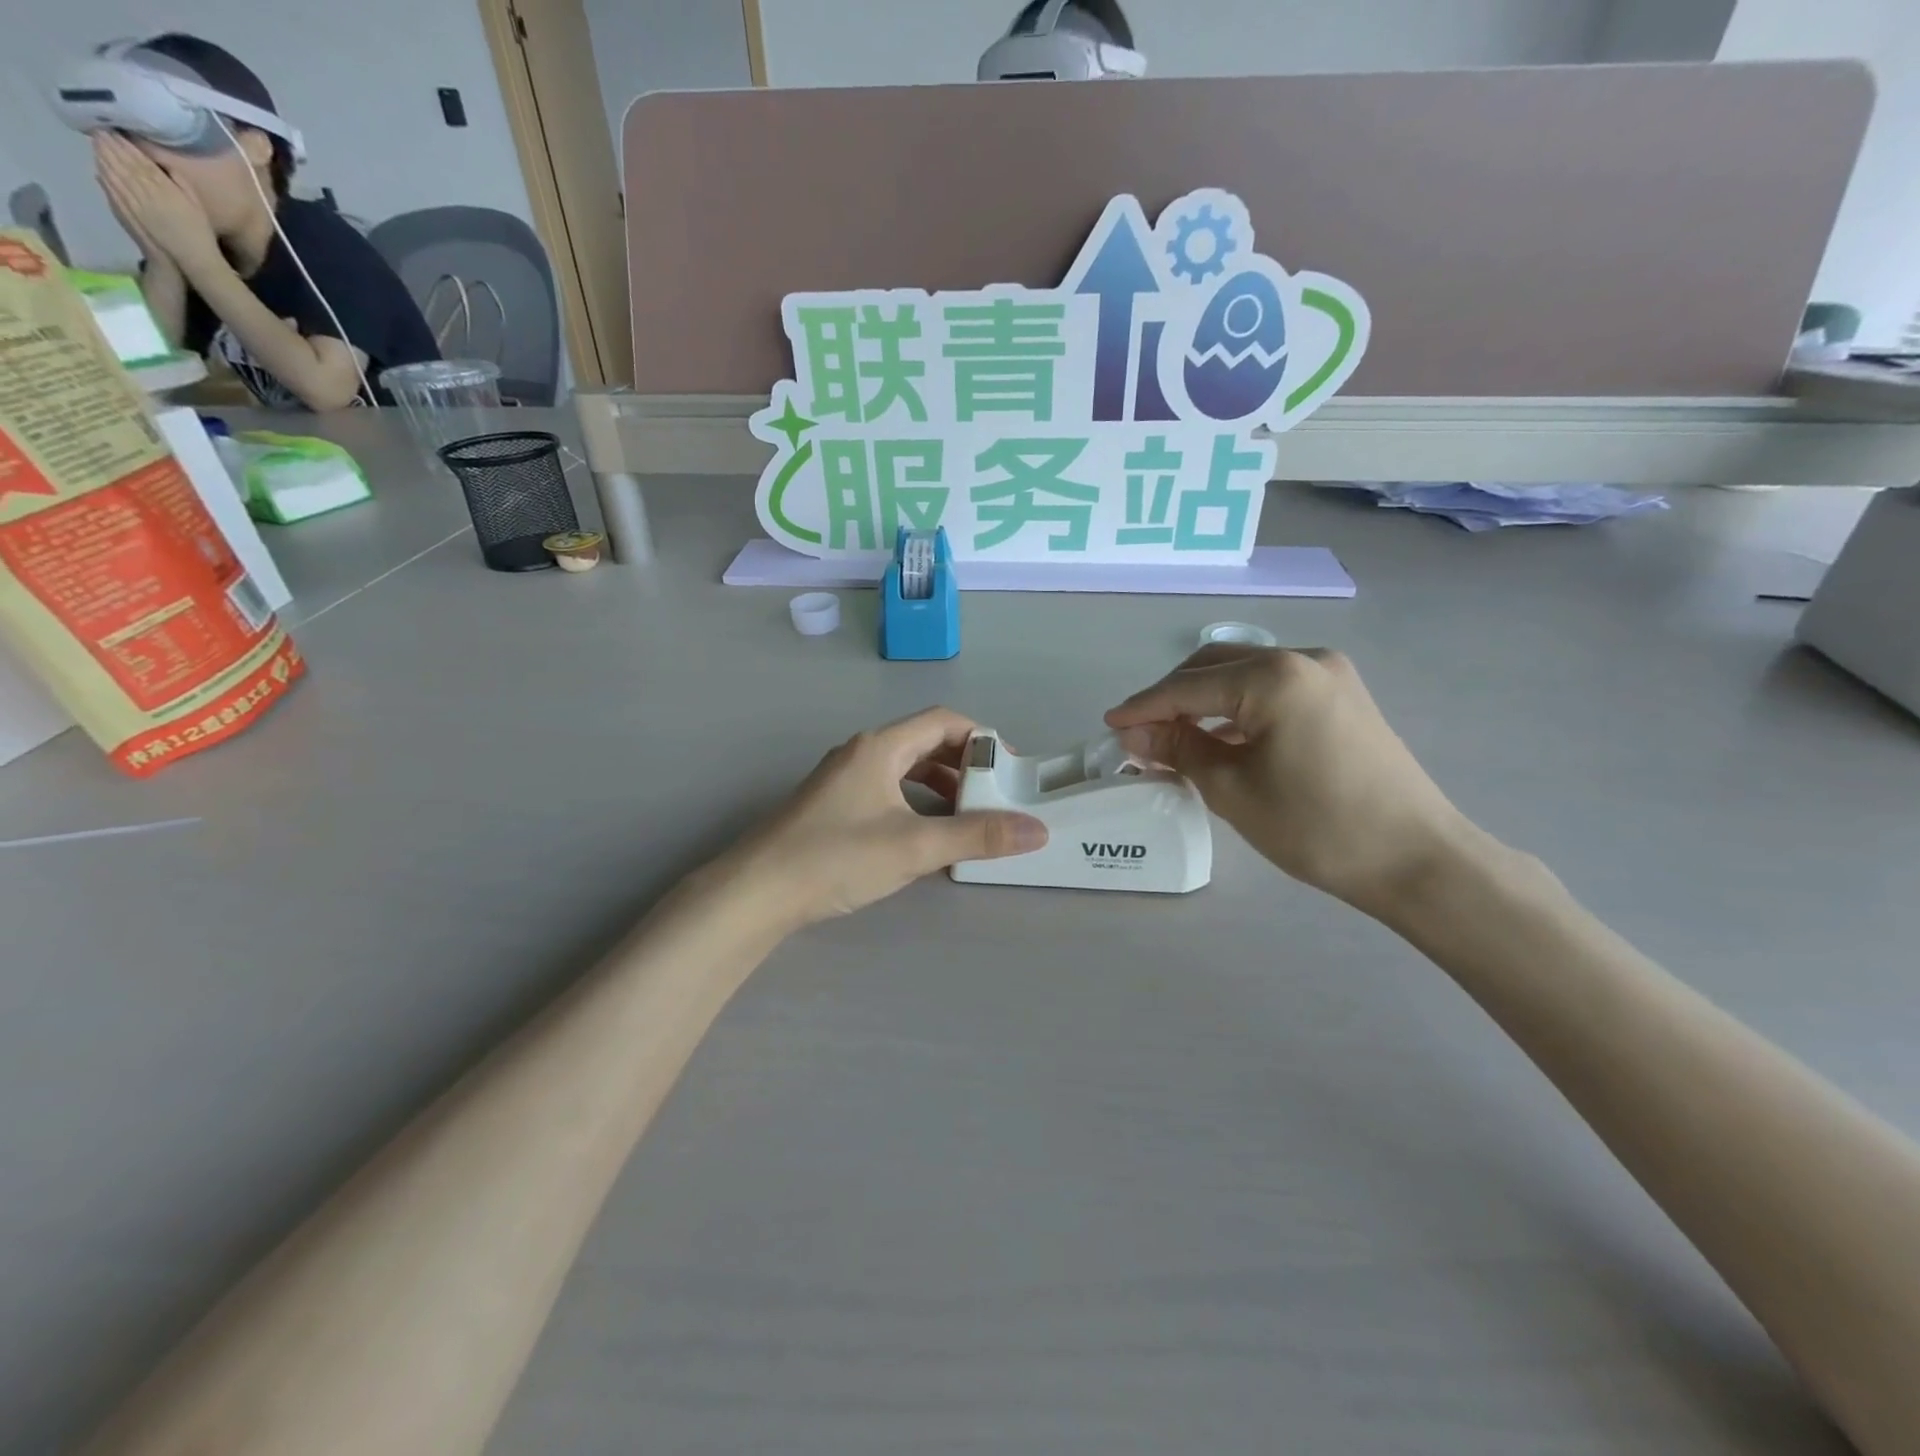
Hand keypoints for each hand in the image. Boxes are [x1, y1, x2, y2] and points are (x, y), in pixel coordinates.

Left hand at [93, 133, 218, 269]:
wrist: (193, 257)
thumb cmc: (201, 233)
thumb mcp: (198, 206)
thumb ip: (182, 184)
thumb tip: (163, 164)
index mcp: (166, 189)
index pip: (142, 161)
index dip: (127, 145)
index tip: (115, 130)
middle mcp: (149, 192)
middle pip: (126, 164)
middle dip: (111, 146)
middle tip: (99, 129)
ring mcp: (137, 201)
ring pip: (116, 173)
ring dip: (104, 156)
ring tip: (95, 142)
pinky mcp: (130, 210)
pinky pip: (114, 189)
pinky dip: (105, 175)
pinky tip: (98, 166)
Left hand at [719, 708, 1047, 928]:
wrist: (756, 891)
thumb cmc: (837, 857)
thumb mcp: (915, 846)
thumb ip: (977, 836)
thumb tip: (1037, 830)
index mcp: (881, 747)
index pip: (943, 721)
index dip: (982, 739)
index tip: (1009, 770)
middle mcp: (862, 753)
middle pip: (925, 744)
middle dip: (964, 767)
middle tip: (994, 798)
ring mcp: (843, 780)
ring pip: (905, 770)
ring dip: (940, 788)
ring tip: (967, 820)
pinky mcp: (832, 806)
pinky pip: (887, 791)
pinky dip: (915, 804)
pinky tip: (924, 836)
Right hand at [1106, 647, 1472, 913]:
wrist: (1417, 859)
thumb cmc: (1317, 827)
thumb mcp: (1233, 790)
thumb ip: (1178, 749)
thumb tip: (1133, 733)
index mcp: (1275, 677)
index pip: (1188, 686)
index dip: (1144, 707)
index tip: (1109, 727)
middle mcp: (1303, 659)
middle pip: (1215, 666)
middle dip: (1172, 697)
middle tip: (1140, 734)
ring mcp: (1329, 674)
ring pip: (1244, 674)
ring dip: (1204, 701)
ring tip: (1174, 738)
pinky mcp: (1342, 695)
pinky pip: (1272, 688)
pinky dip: (1238, 707)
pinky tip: (1222, 736)